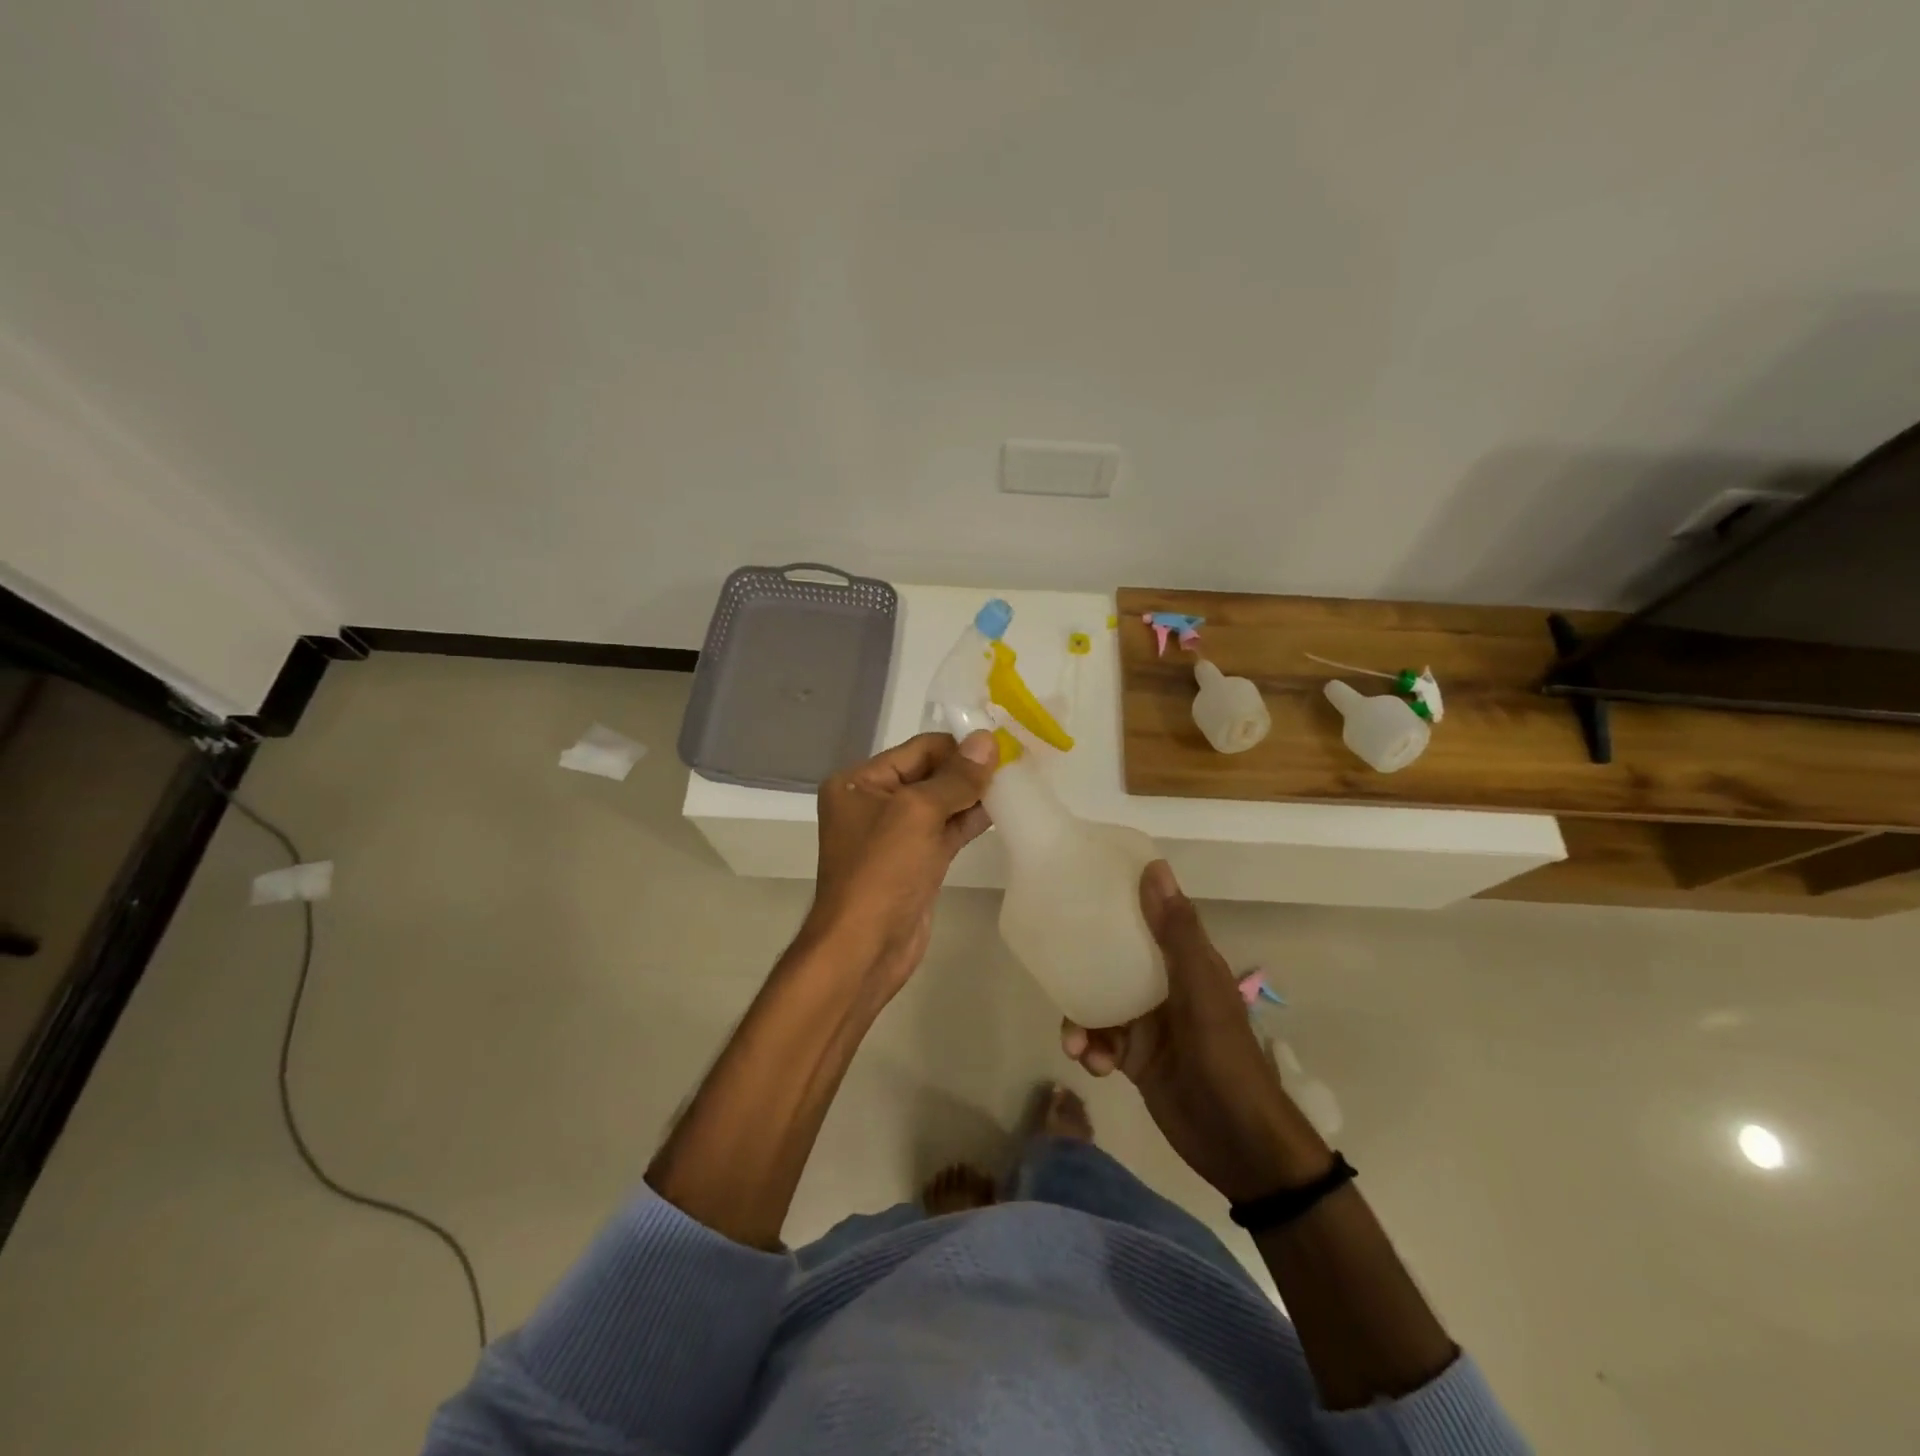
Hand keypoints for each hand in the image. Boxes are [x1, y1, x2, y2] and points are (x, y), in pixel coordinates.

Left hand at [802, 731, 997, 993]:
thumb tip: (987, 739)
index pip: (918, 749)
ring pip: (942, 803)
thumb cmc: (882, 871)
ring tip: (1016, 783)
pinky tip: (1004, 810)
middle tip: (1016, 763)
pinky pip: (947, 830)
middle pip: (931, 773)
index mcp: (860, 782)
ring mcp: (896, 835)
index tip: (1002, 746)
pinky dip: (972, 819)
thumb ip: (956, 777)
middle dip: (969, 770)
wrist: (865, 948)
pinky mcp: (917, 861)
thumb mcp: (917, 813)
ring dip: (975, 794)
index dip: (959, 747)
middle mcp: (875, 802)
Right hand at [1061, 861, 1331, 1204]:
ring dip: (1081, 1020)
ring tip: (1075, 1042)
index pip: (1147, 918)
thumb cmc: (1224, 1058)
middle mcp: (1164, 987)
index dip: (1118, 901)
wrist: (1240, 1145)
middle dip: (1083, 967)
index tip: (1080, 887)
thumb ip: (1176, 932)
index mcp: (1185, 963)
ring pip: (1099, 1004)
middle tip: (1056, 970)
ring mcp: (1148, 1025)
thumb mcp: (1200, 990)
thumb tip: (1154, 867)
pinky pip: (1100, 1042)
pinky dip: (1090, 1050)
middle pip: (1113, 961)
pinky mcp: (1135, 1060)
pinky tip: (1092, 1064)